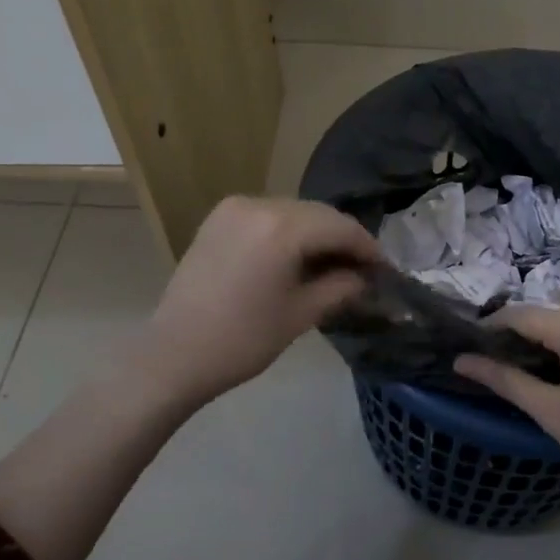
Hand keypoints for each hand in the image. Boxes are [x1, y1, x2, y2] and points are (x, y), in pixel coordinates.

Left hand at [140, 196, 381, 411]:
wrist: (173, 355)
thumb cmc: (242, 340)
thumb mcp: (301, 314)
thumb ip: (340, 287)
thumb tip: (364, 277)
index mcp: (281, 227)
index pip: (340, 227)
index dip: (368, 247)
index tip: (385, 269)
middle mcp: (258, 204)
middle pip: (318, 214)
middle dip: (343, 238)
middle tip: (364, 268)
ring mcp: (234, 208)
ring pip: (294, 212)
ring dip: (317, 234)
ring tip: (333, 264)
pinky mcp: (218, 219)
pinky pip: (268, 216)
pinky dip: (289, 231)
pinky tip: (298, 256)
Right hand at [455, 306, 559, 497]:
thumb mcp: (552, 412)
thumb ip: (505, 380)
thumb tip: (461, 360)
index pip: (516, 315)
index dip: (486, 331)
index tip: (464, 351)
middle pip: (539, 316)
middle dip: (510, 338)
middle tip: (485, 367)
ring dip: (536, 344)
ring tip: (512, 372)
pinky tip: (551, 372)